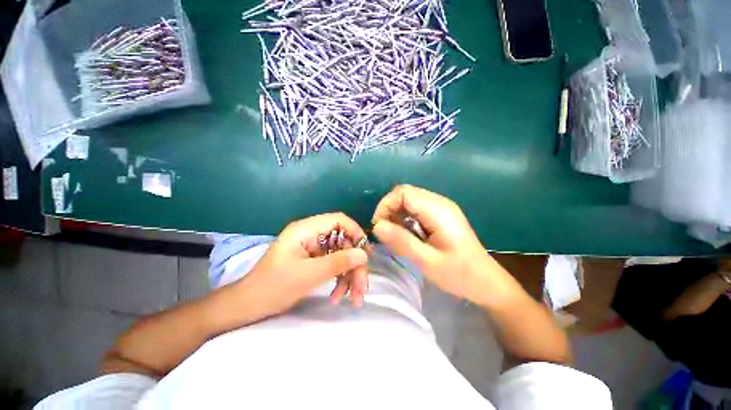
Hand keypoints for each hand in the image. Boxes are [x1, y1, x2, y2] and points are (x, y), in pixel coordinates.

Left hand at [233, 213, 368, 320]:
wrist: (249, 306)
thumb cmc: (273, 287)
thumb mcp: (308, 275)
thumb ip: (338, 262)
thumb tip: (364, 254)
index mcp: (306, 230)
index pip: (339, 220)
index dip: (355, 232)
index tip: (365, 253)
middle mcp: (312, 235)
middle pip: (344, 241)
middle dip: (354, 264)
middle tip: (361, 288)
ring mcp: (314, 248)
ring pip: (342, 254)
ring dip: (349, 275)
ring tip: (353, 298)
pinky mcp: (314, 260)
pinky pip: (334, 264)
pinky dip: (340, 279)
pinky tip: (337, 296)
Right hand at [371, 185, 506, 302]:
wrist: (486, 282)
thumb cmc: (459, 274)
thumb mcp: (427, 261)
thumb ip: (401, 241)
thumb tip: (377, 226)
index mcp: (438, 210)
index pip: (403, 193)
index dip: (386, 205)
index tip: (379, 226)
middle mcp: (440, 202)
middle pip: (405, 193)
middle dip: (389, 209)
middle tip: (385, 232)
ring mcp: (441, 207)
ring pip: (409, 200)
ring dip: (397, 214)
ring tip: (396, 235)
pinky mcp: (441, 214)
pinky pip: (416, 208)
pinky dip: (405, 218)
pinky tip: (408, 234)